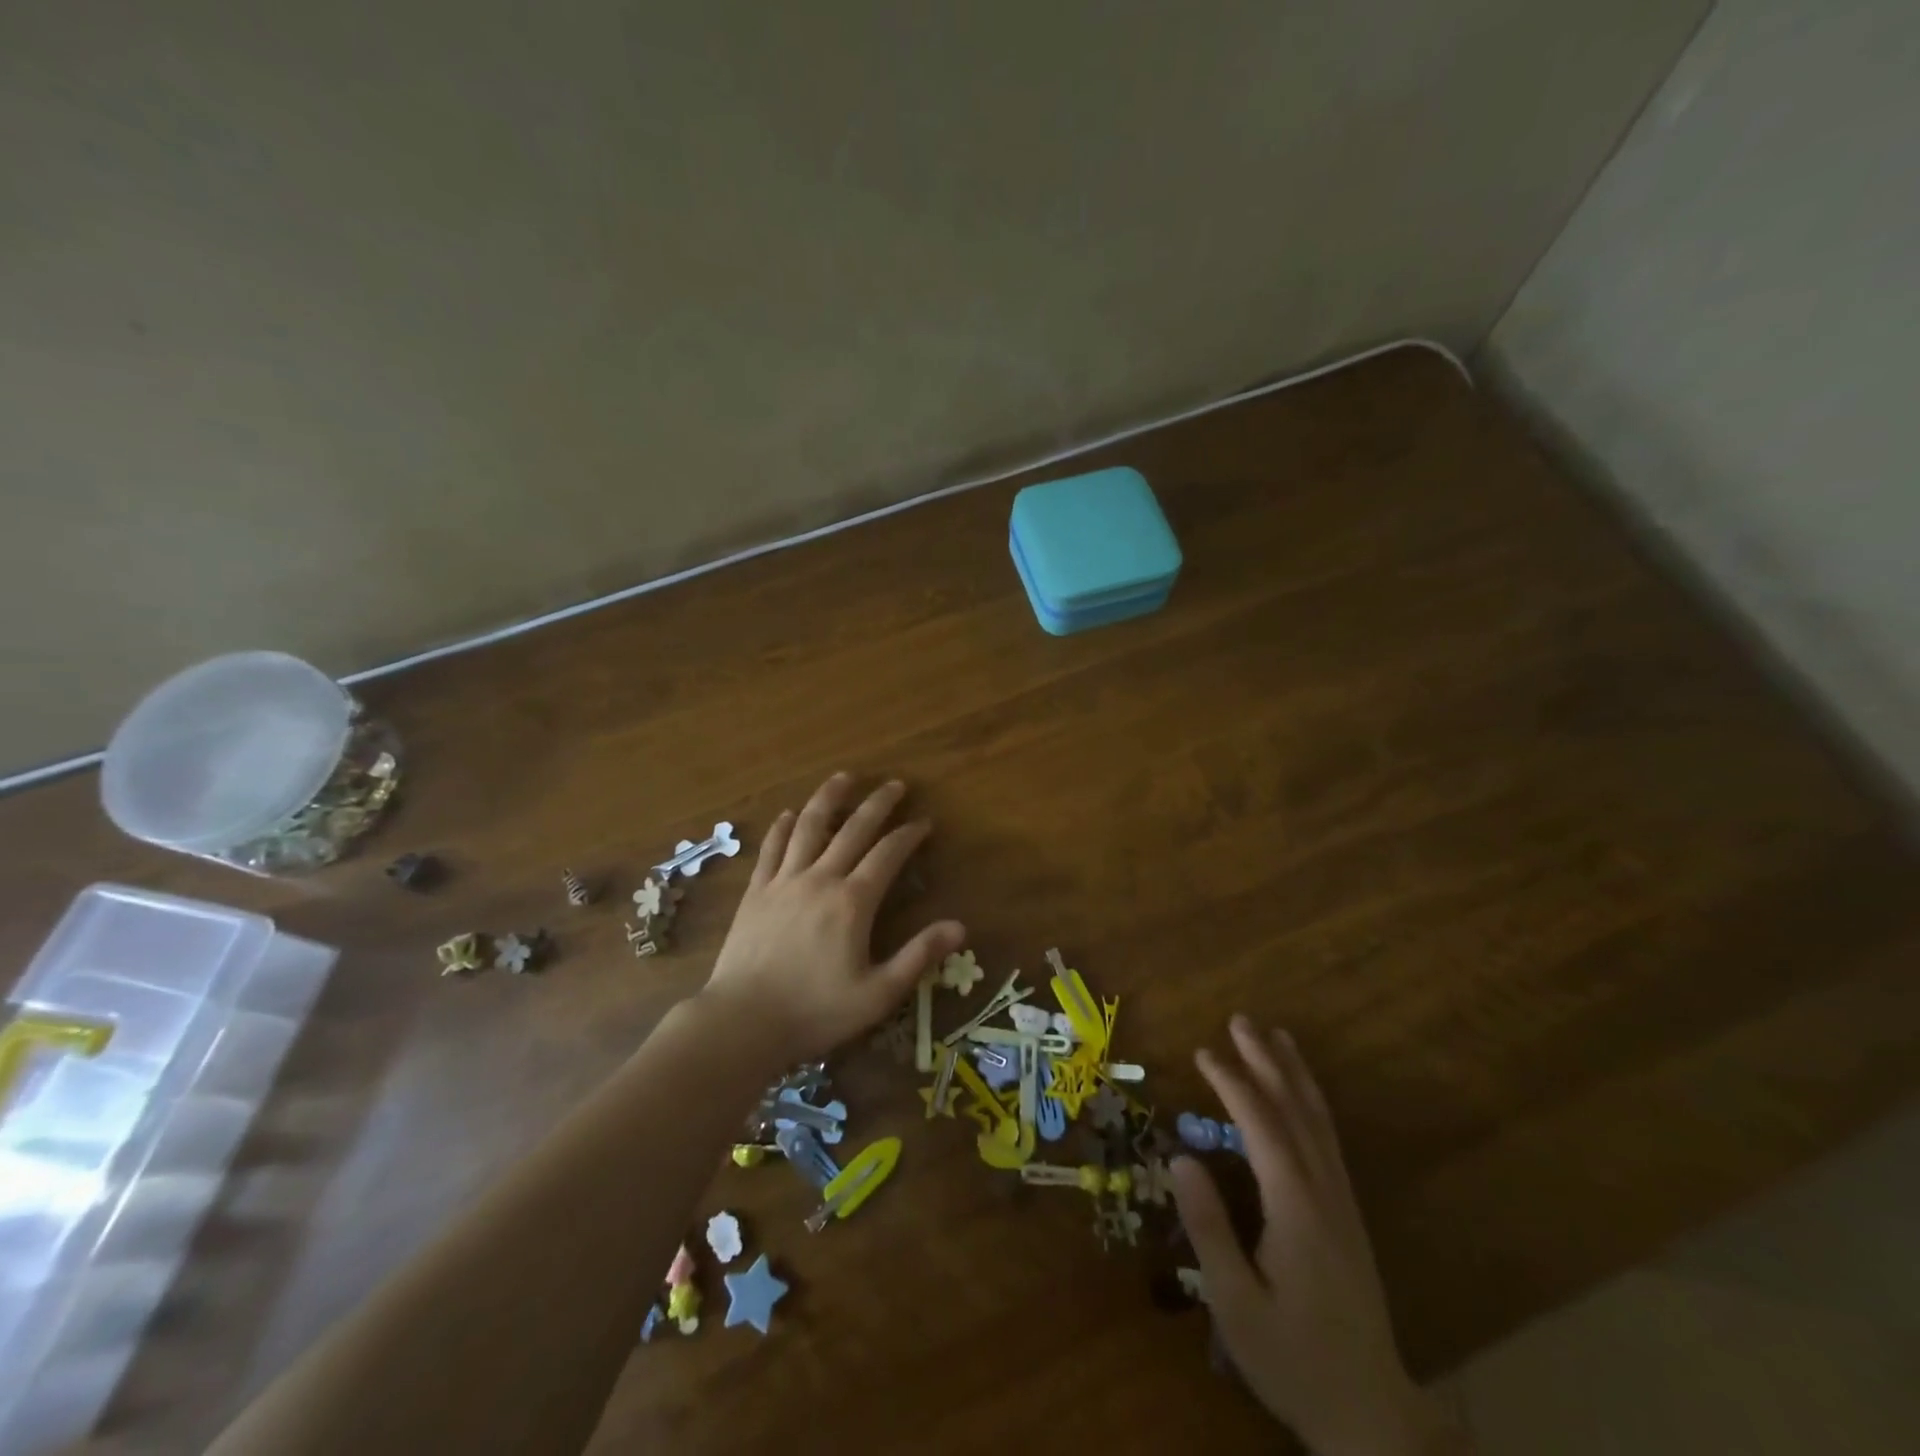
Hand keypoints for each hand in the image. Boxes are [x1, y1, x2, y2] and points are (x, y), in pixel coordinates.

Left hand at [699, 774, 965, 1063]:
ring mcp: (783, 881)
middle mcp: (820, 879)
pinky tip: (790, 813)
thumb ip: (918, 956)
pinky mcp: (756, 892)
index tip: (924, 822)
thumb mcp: (878, 994)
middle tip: (894, 784)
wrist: (742, 1023)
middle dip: (877, 804)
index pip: (888, 854)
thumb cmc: (815, 1012)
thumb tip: (959, 926)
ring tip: (844, 777)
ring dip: (829, 798)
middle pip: (852, 829)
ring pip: (809, 826)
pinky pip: (772, 848)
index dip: (909, 835)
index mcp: (852, 902)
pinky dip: (783, 827)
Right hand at [1172, 1017, 1467, 1455]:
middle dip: (1267, 1062)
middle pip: (1295, 1111)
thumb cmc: (1292, 1358)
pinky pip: (1328, 1142)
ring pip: (1319, 1123)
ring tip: (1277, 1038)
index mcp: (1296, 1207)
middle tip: (1241, 1020)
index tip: (1203, 1051)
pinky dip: (1311, 1106)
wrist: (1371, 1415)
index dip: (1232, 1083)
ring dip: (1295, 1076)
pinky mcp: (1348, 1217)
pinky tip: (1301, 1098)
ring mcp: (1342, 1203)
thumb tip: (1182, 1157)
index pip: (1261, 1126)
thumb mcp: (1236, 1302)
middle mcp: (1324, 1193)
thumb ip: (1208, 1227)